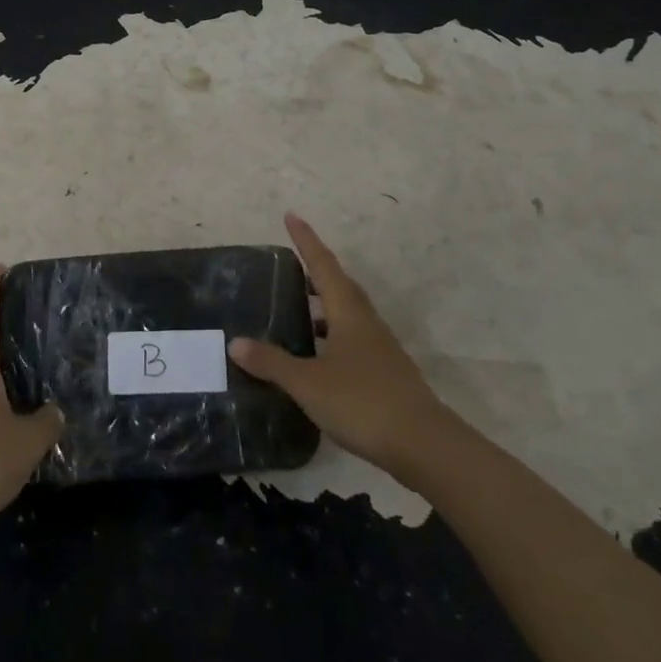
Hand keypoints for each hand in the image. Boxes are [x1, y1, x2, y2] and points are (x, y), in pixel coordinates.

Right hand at [229, 213, 458, 475]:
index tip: (291, 215)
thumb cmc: (362, 402)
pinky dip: (332, 336)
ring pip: (348, 314)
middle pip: (340, 285)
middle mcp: (366, 322)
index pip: (322, 265)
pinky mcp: (386, 374)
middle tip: (290, 265)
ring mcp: (380, 349)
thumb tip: (235, 342)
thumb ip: (272, 362)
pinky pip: (353, 340)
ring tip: (297, 311)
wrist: (425, 446)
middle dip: (315, 271)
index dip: (306, 240)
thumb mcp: (307, 383)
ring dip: (324, 306)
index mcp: (348, 312)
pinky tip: (317, 357)